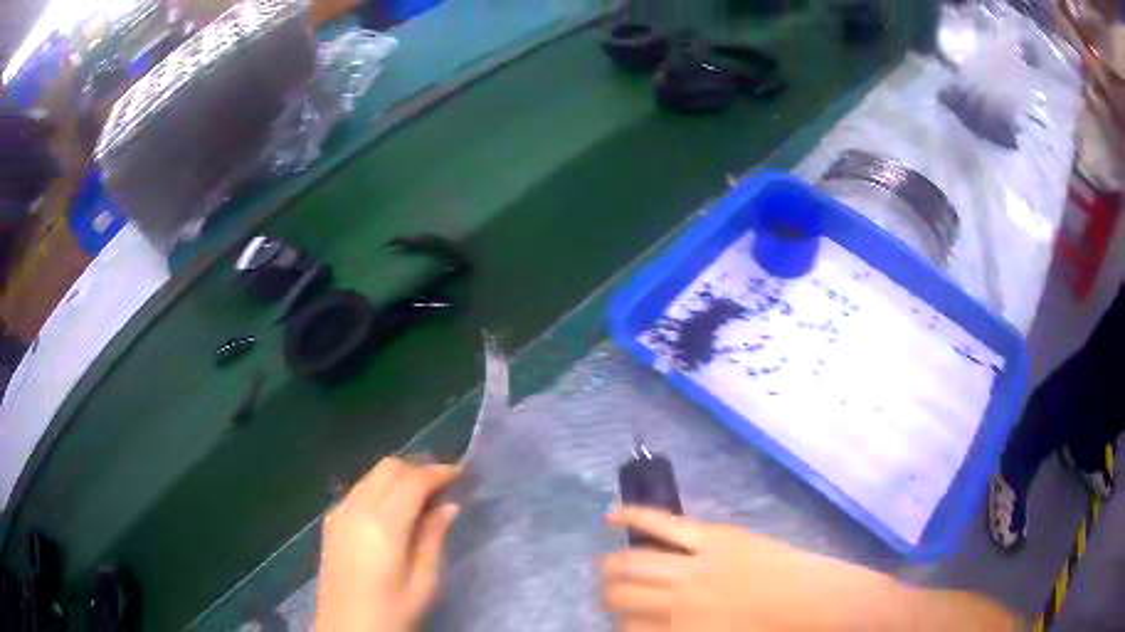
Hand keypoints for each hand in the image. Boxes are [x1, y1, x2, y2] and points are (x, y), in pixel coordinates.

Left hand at [316, 457, 461, 631]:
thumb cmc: (391, 614)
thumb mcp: (423, 583)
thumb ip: (434, 539)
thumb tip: (449, 506)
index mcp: (380, 526)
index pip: (411, 481)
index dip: (439, 472)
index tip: (463, 474)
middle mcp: (354, 509)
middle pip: (388, 468)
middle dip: (419, 469)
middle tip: (446, 487)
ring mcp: (338, 514)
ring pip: (372, 476)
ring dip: (400, 477)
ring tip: (426, 498)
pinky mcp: (331, 523)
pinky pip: (360, 490)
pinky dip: (382, 488)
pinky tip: (397, 510)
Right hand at [601, 507, 903, 631]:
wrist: (820, 604)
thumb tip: (648, 627)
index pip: (625, 629)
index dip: (618, 625)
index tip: (620, 622)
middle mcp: (677, 602)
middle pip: (622, 594)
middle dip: (609, 594)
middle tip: (608, 593)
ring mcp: (695, 565)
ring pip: (634, 561)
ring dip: (613, 564)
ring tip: (605, 565)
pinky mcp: (713, 537)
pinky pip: (664, 525)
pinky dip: (634, 517)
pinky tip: (609, 517)